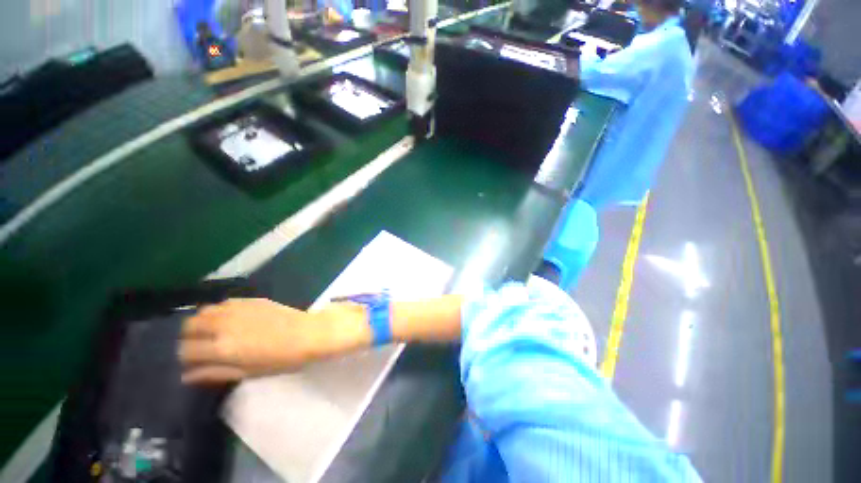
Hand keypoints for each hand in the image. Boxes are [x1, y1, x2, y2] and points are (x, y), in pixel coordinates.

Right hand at [179, 298, 369, 383]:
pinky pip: (224, 303)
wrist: (309, 332)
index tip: (192, 362)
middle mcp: (224, 324)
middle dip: (189, 337)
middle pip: (189, 326)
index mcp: (222, 347)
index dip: (185, 358)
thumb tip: (187, 375)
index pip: (185, 350)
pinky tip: (229, 319)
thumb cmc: (283, 358)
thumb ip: (215, 373)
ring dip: (202, 322)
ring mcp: (237, 309)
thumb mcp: (248, 373)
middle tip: (201, 346)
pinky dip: (219, 311)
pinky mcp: (250, 299)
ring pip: (203, 311)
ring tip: (213, 332)